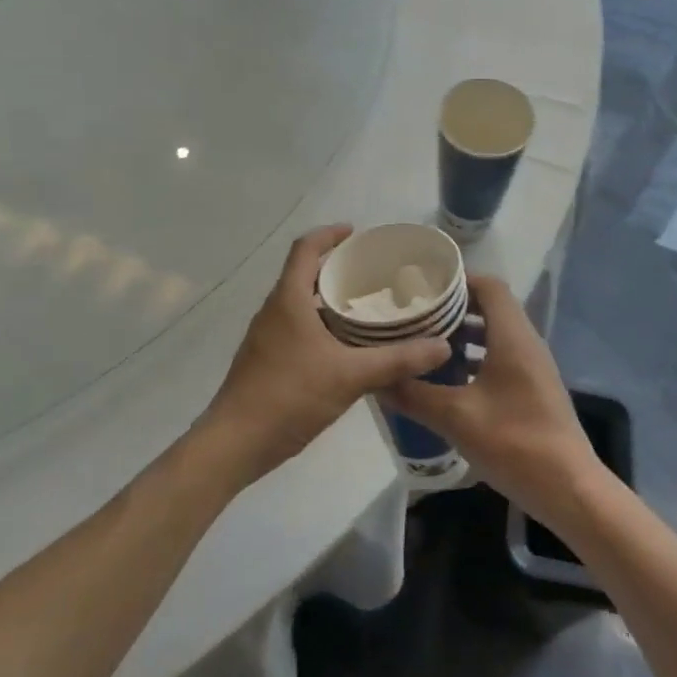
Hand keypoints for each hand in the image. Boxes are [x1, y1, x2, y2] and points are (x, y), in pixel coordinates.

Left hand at [197, 225, 450, 487]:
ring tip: (366, 307)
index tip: (355, 233)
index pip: (305, 248)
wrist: (235, 444)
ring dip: (328, 299)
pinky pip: (296, 327)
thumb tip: (441, 347)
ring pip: (300, 303)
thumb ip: (397, 360)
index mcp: (289, 299)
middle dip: (336, 268)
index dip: (329, 234)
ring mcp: (266, 336)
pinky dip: (321, 325)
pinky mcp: (265, 360)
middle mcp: (274, 310)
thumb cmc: (289, 396)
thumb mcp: (351, 376)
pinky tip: (345, 348)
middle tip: (372, 273)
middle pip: (303, 273)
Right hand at [384, 274, 603, 520]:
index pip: (489, 286)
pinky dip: (474, 358)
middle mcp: (526, 343)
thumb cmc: (515, 442)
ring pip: (494, 334)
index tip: (422, 286)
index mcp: (513, 336)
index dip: (457, 280)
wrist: (569, 490)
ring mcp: (532, 367)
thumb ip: (415, 395)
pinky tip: (447, 380)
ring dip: (462, 335)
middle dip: (453, 308)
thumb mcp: (456, 418)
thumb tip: (377, 379)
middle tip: (414, 315)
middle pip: (490, 307)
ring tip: (423, 344)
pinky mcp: (532, 389)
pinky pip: (500, 357)